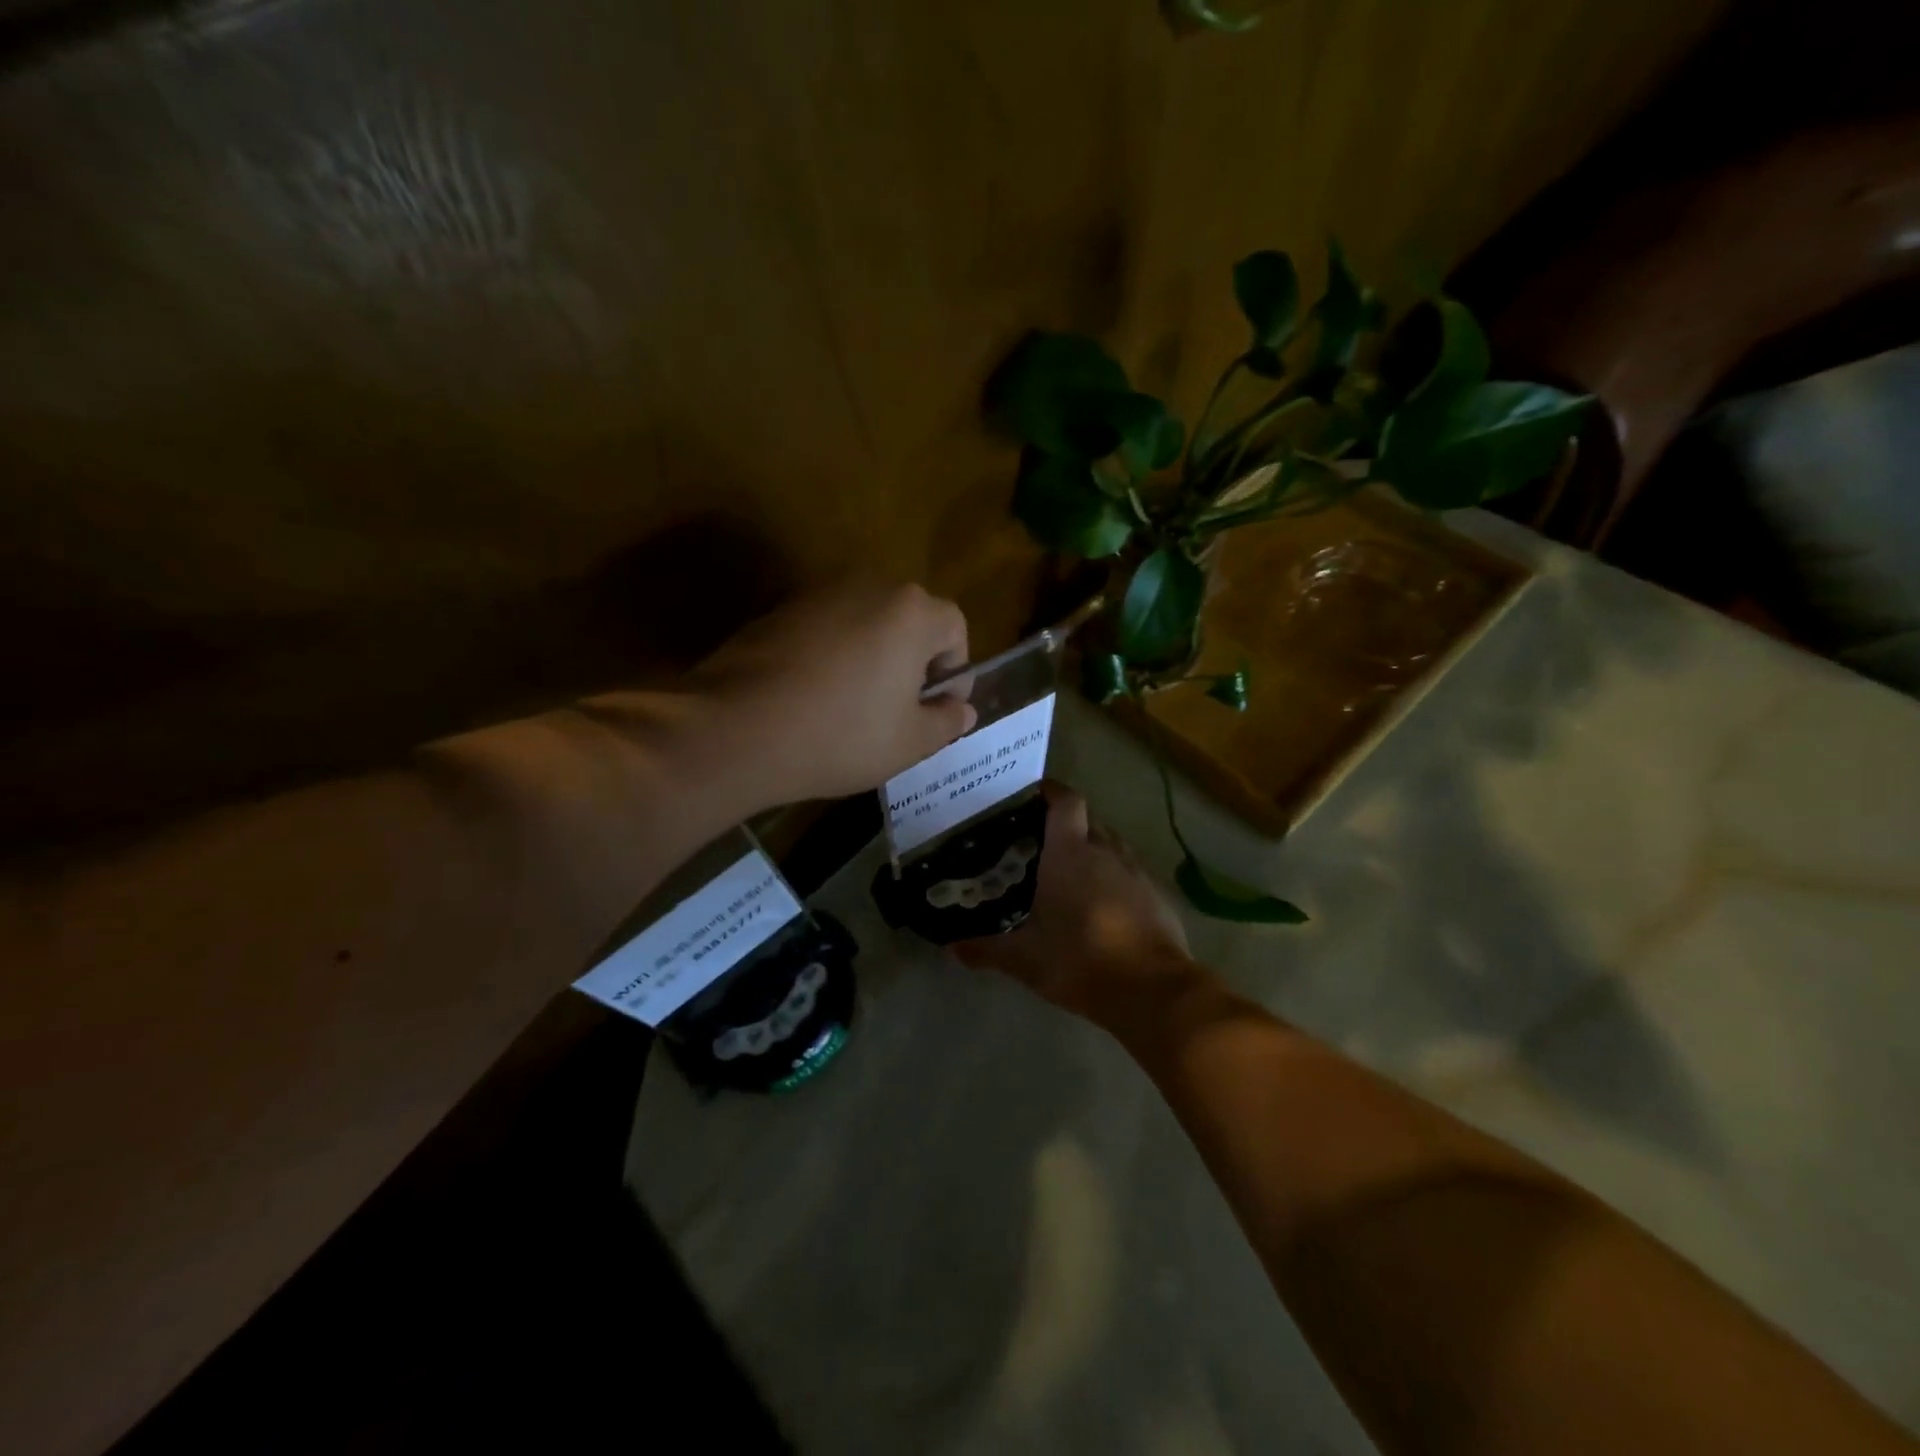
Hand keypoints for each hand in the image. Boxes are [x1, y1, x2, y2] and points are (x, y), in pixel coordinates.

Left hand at [689, 580, 976, 806]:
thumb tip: (962, 710)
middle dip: (914, 662)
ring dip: (873, 657)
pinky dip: (833, 656)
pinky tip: (814, 698)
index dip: (956, 670)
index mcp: (910, 612)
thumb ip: (946, 722)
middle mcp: (868, 587)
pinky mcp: (777, 610)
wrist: (737, 729)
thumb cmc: (840, 735)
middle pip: (909, 620)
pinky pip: (825, 630)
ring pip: (865, 623)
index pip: (954, 627)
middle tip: (901, 710)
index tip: (939, 709)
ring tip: (856, 707)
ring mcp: (817, 594)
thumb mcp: (909, 743)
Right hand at [953, 783, 1209, 1033]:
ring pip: (1111, 845)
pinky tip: (1102, 904)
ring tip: (1071, 873)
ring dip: (1093, 851)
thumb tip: (952, 947)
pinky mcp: (1157, 895)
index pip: (1065, 802)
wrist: (1151, 990)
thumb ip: (987, 949)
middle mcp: (1105, 851)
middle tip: (1042, 843)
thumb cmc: (1080, 960)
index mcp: (1070, 853)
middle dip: (1067, 825)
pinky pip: (1130, 872)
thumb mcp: (1025, 959)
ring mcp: (1136, 871)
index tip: (1034, 795)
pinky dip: (1115, 877)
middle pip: (1087, 820)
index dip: (1051, 792)